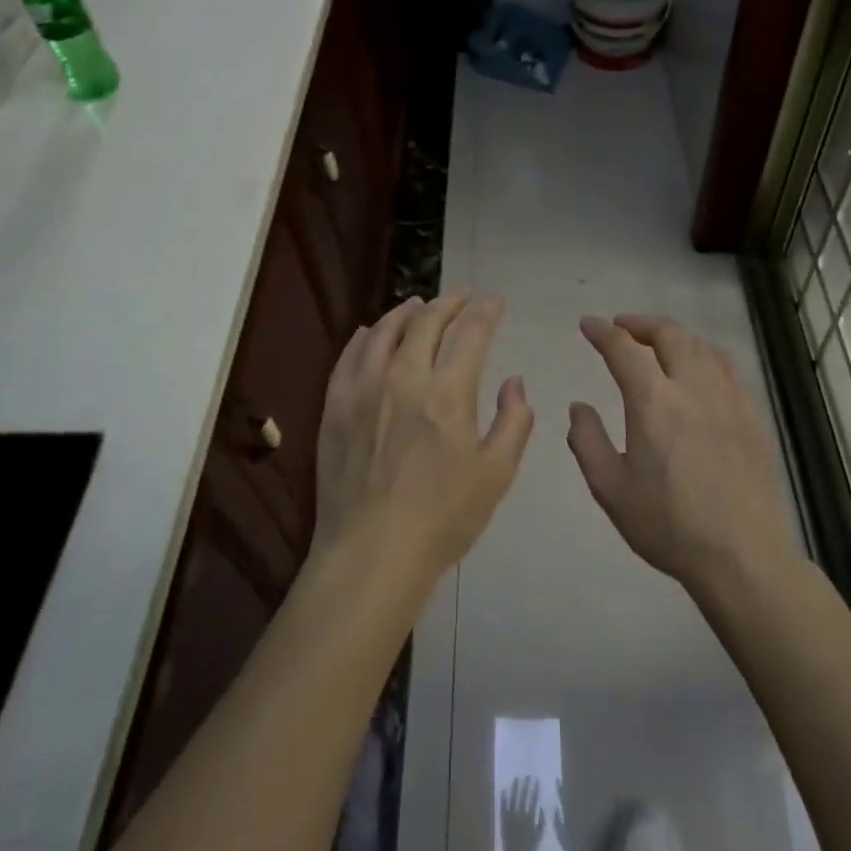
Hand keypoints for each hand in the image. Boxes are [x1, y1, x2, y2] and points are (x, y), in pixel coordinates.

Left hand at [313, 293, 534, 592]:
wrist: (371, 554)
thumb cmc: (442, 519)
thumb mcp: (496, 474)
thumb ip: (513, 421)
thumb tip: (515, 381)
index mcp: (447, 393)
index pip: (470, 333)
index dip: (485, 311)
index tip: (494, 301)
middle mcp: (404, 377)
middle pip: (426, 322)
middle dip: (449, 302)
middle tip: (462, 296)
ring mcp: (363, 389)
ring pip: (384, 331)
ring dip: (406, 312)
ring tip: (418, 304)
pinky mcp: (335, 406)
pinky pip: (349, 356)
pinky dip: (365, 336)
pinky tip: (370, 332)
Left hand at [498, 776, 546, 850]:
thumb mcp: (539, 838)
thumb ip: (542, 823)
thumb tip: (541, 807)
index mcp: (529, 819)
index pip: (533, 800)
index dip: (535, 789)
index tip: (536, 779)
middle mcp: (520, 815)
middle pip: (523, 797)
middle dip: (526, 785)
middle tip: (527, 775)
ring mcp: (510, 817)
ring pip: (513, 799)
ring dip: (515, 788)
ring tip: (517, 779)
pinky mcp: (503, 821)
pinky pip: (503, 807)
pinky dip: (503, 798)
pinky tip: (504, 789)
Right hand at [567, 315, 801, 598]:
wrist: (743, 557)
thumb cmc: (669, 525)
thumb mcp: (610, 488)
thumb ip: (587, 440)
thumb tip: (579, 407)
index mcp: (654, 401)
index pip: (623, 348)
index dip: (602, 332)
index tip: (588, 324)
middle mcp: (693, 387)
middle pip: (669, 334)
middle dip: (640, 323)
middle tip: (622, 327)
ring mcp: (729, 399)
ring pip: (702, 346)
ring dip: (675, 337)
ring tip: (659, 345)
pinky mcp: (753, 417)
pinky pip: (728, 369)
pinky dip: (704, 357)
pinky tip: (700, 374)